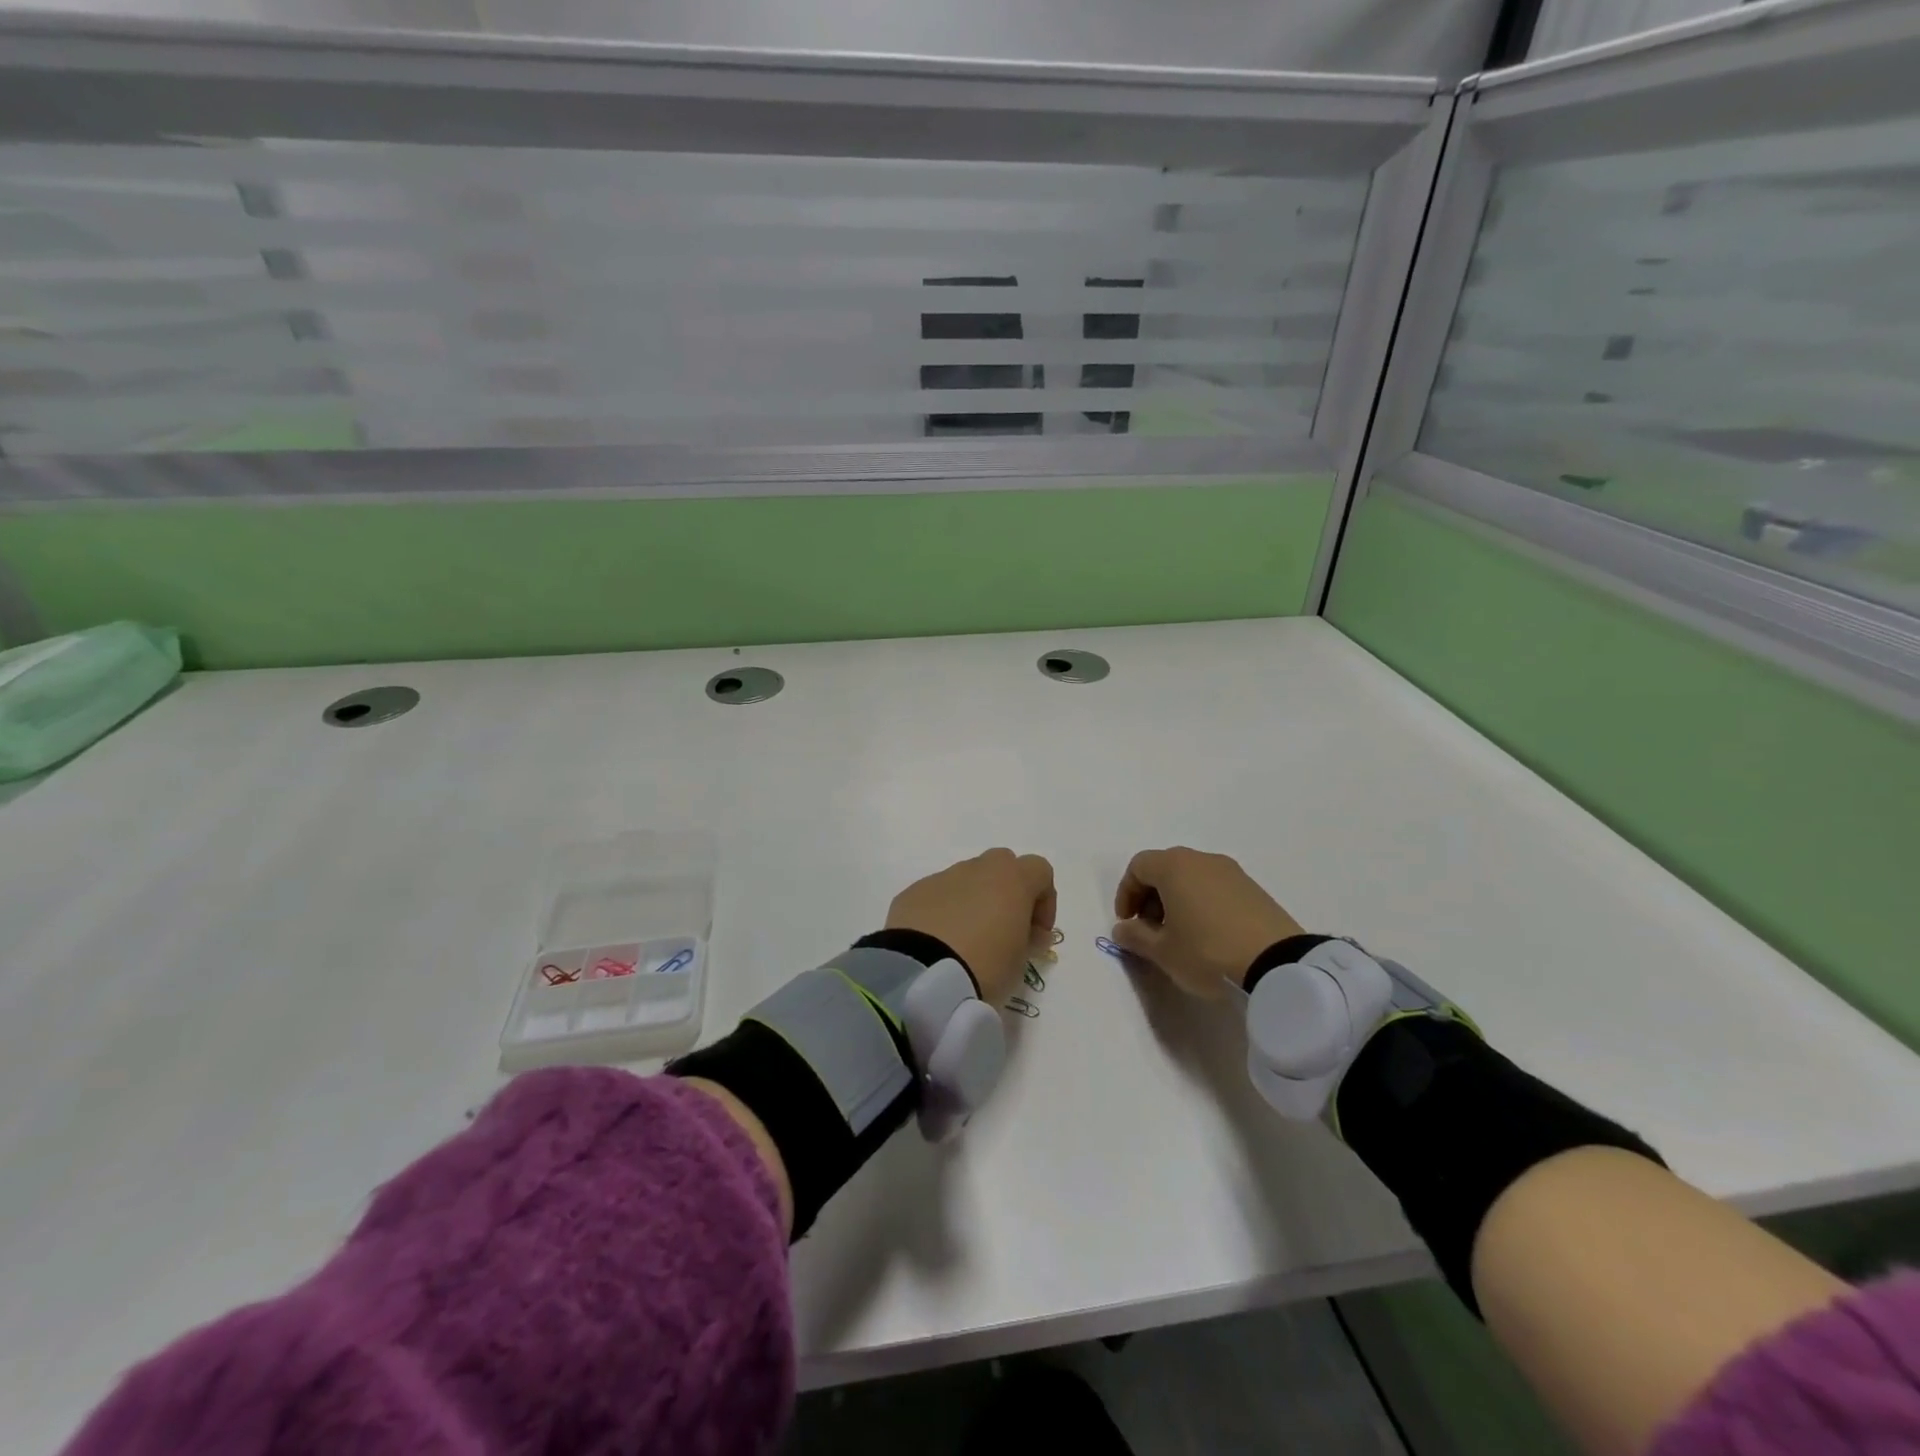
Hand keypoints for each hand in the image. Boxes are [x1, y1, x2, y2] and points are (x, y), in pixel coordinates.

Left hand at [886, 849, 1057, 1005]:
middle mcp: (976, 869)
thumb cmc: (985, 966)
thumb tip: (1032, 933)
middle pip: (1001, 865)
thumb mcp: (1021, 962)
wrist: (922, 975)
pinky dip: (944, 912)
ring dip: (974, 902)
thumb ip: (1031, 940)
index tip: (1037, 933)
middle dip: (1007, 892)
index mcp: (1010, 879)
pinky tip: (939, 944)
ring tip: (967, 942)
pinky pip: (937, 896)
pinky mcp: (913, 893)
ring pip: (966, 880)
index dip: (1045, 900)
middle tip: (1004, 930)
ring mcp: (941, 878)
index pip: (1040, 870)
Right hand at [1111, 847, 1303, 997]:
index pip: (1138, 866)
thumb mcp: (1163, 952)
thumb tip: (1123, 928)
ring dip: (1177, 900)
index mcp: (1174, 866)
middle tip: (1151, 929)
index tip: (1128, 922)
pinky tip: (1208, 935)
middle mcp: (1202, 860)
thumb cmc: (1207, 952)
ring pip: (1192, 877)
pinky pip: (1215, 888)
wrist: (1278, 965)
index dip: (1126, 893)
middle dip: (1151, 896)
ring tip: (1180, 935)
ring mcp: (1232, 872)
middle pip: (1165, 868)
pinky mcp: (1254, 889)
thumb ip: (1135, 937)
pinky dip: (1202, 903)